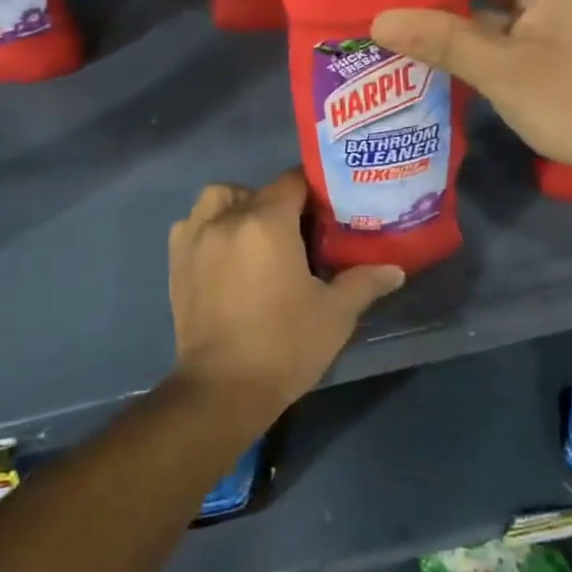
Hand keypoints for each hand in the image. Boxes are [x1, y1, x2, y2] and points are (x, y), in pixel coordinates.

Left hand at [167, 171, 403, 424]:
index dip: (313, 191)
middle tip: (299, 232)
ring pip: (219, 198)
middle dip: (280, 203)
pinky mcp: (176, 259)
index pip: (293, 182)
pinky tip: (224, 251)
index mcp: (267, 221)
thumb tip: (395, 269)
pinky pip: (193, 223)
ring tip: (256, 235)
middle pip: (258, 191)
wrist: (223, 388)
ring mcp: (196, 236)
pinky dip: (208, 226)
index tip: (327, 210)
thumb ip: (364, 282)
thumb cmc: (285, 346)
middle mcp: (227, 217)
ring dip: (238, 205)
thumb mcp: (335, 314)